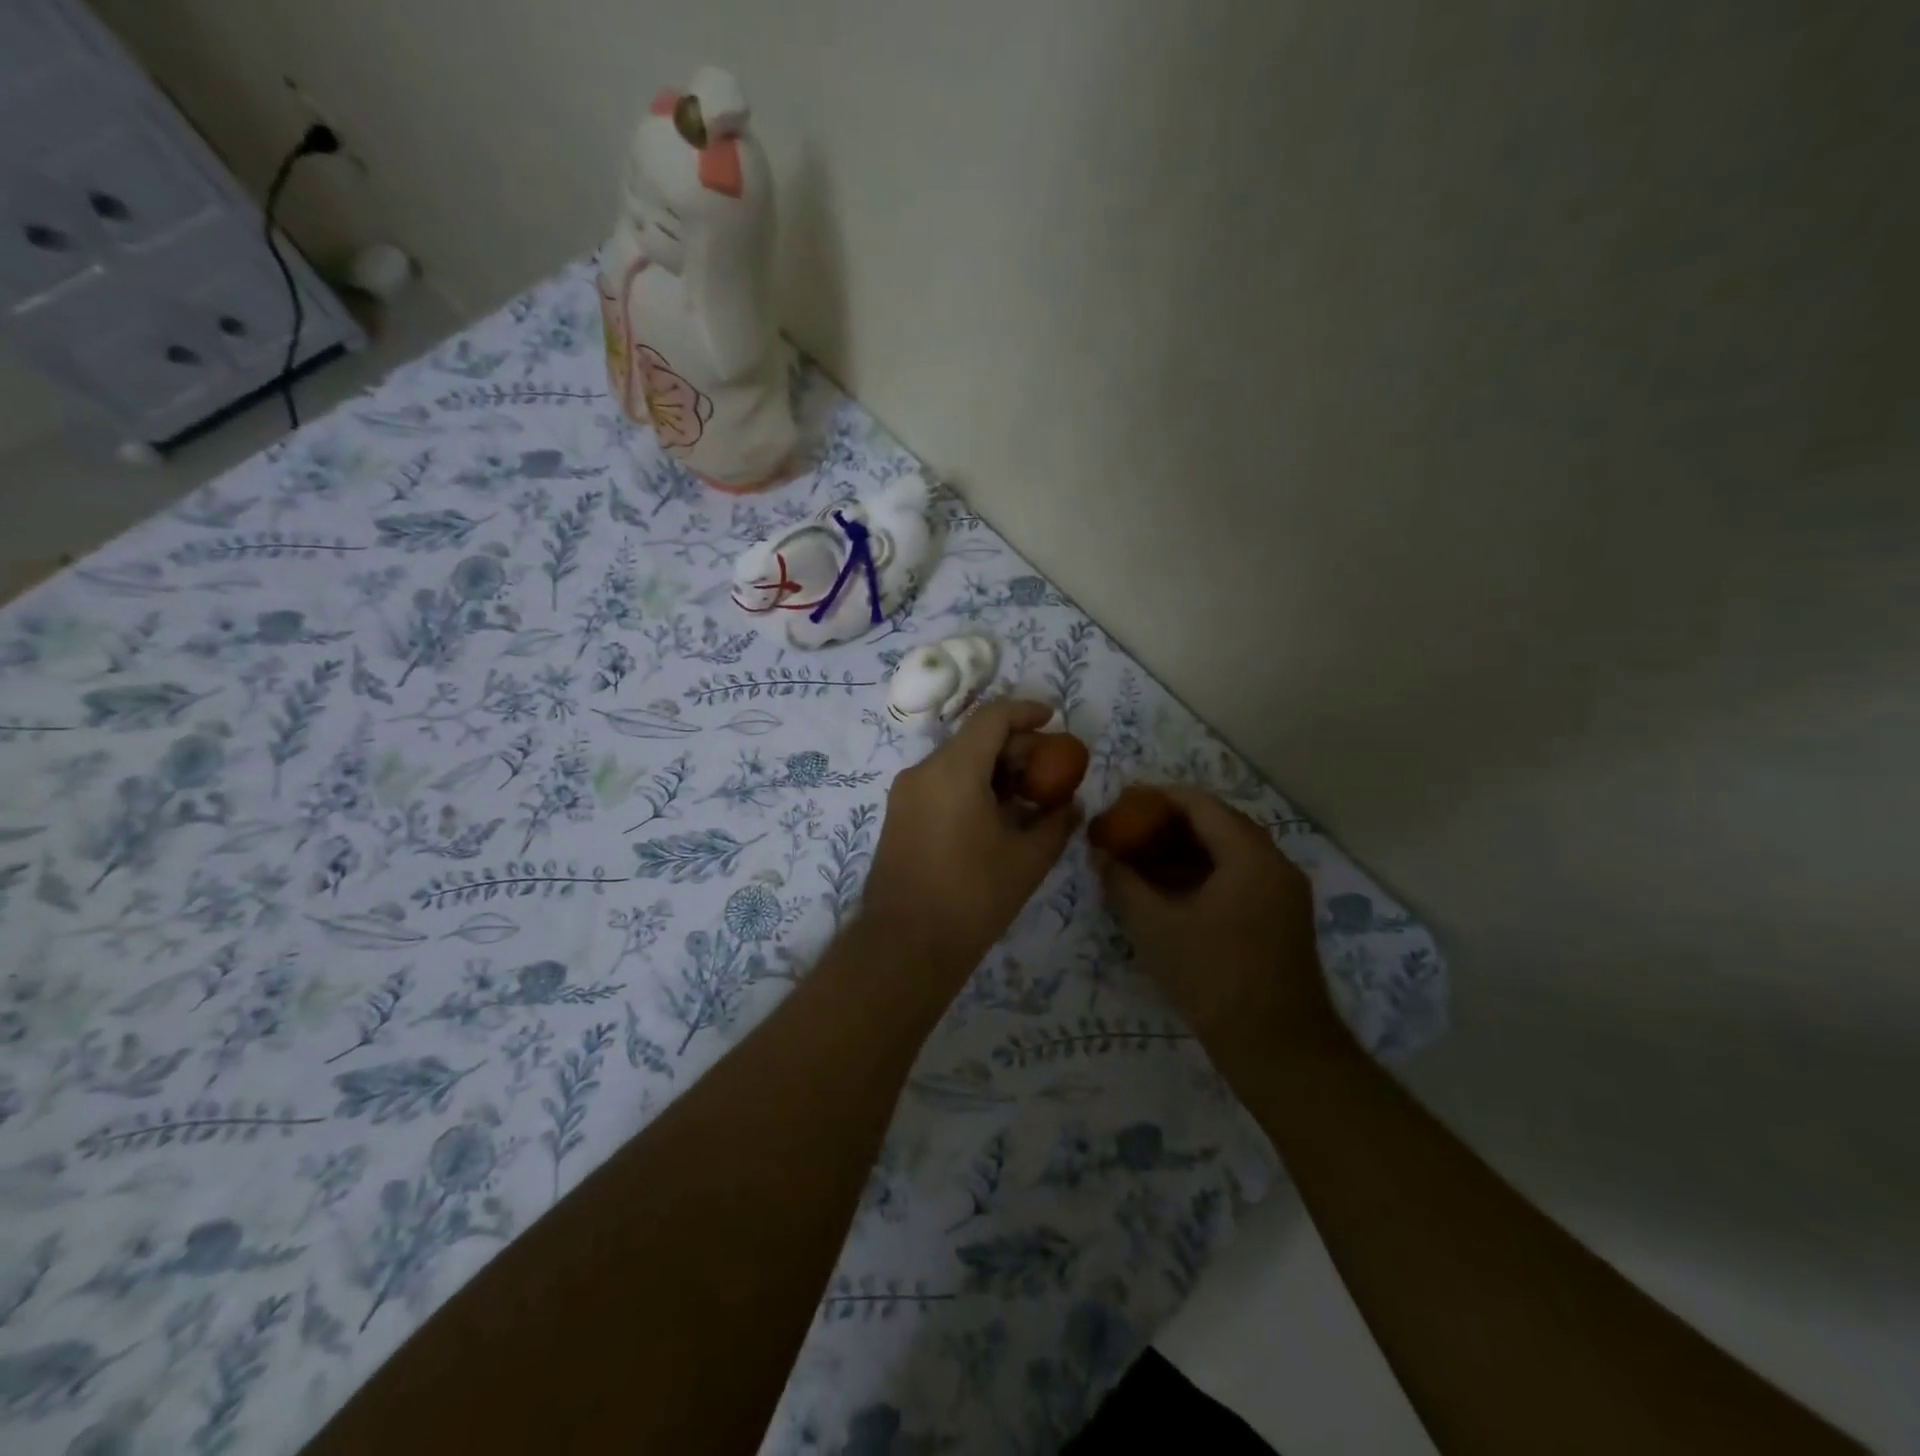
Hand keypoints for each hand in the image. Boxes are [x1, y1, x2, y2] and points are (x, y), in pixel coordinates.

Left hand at [862, 699, 1080, 991]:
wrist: (905, 945)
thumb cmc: (972, 897)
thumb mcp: (1028, 860)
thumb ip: (1056, 822)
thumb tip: (1072, 804)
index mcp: (954, 769)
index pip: (992, 717)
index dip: (1026, 711)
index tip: (1054, 719)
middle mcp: (923, 771)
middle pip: (974, 738)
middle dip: (1015, 747)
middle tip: (1049, 771)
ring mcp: (905, 794)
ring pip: (956, 762)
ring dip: (994, 769)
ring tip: (1027, 798)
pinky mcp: (899, 816)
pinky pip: (940, 784)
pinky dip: (971, 786)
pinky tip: (996, 817)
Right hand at [1095, 785, 1342, 1061]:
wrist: (1279, 1048)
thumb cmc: (1214, 979)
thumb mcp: (1156, 928)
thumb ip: (1124, 883)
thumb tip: (1102, 854)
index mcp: (1249, 856)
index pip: (1200, 804)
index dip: (1157, 797)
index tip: (1122, 803)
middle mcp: (1274, 863)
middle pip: (1218, 822)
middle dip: (1170, 820)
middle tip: (1129, 828)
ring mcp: (1282, 890)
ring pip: (1229, 849)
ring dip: (1187, 846)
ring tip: (1143, 854)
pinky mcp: (1281, 915)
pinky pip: (1239, 873)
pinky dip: (1205, 870)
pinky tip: (1171, 886)